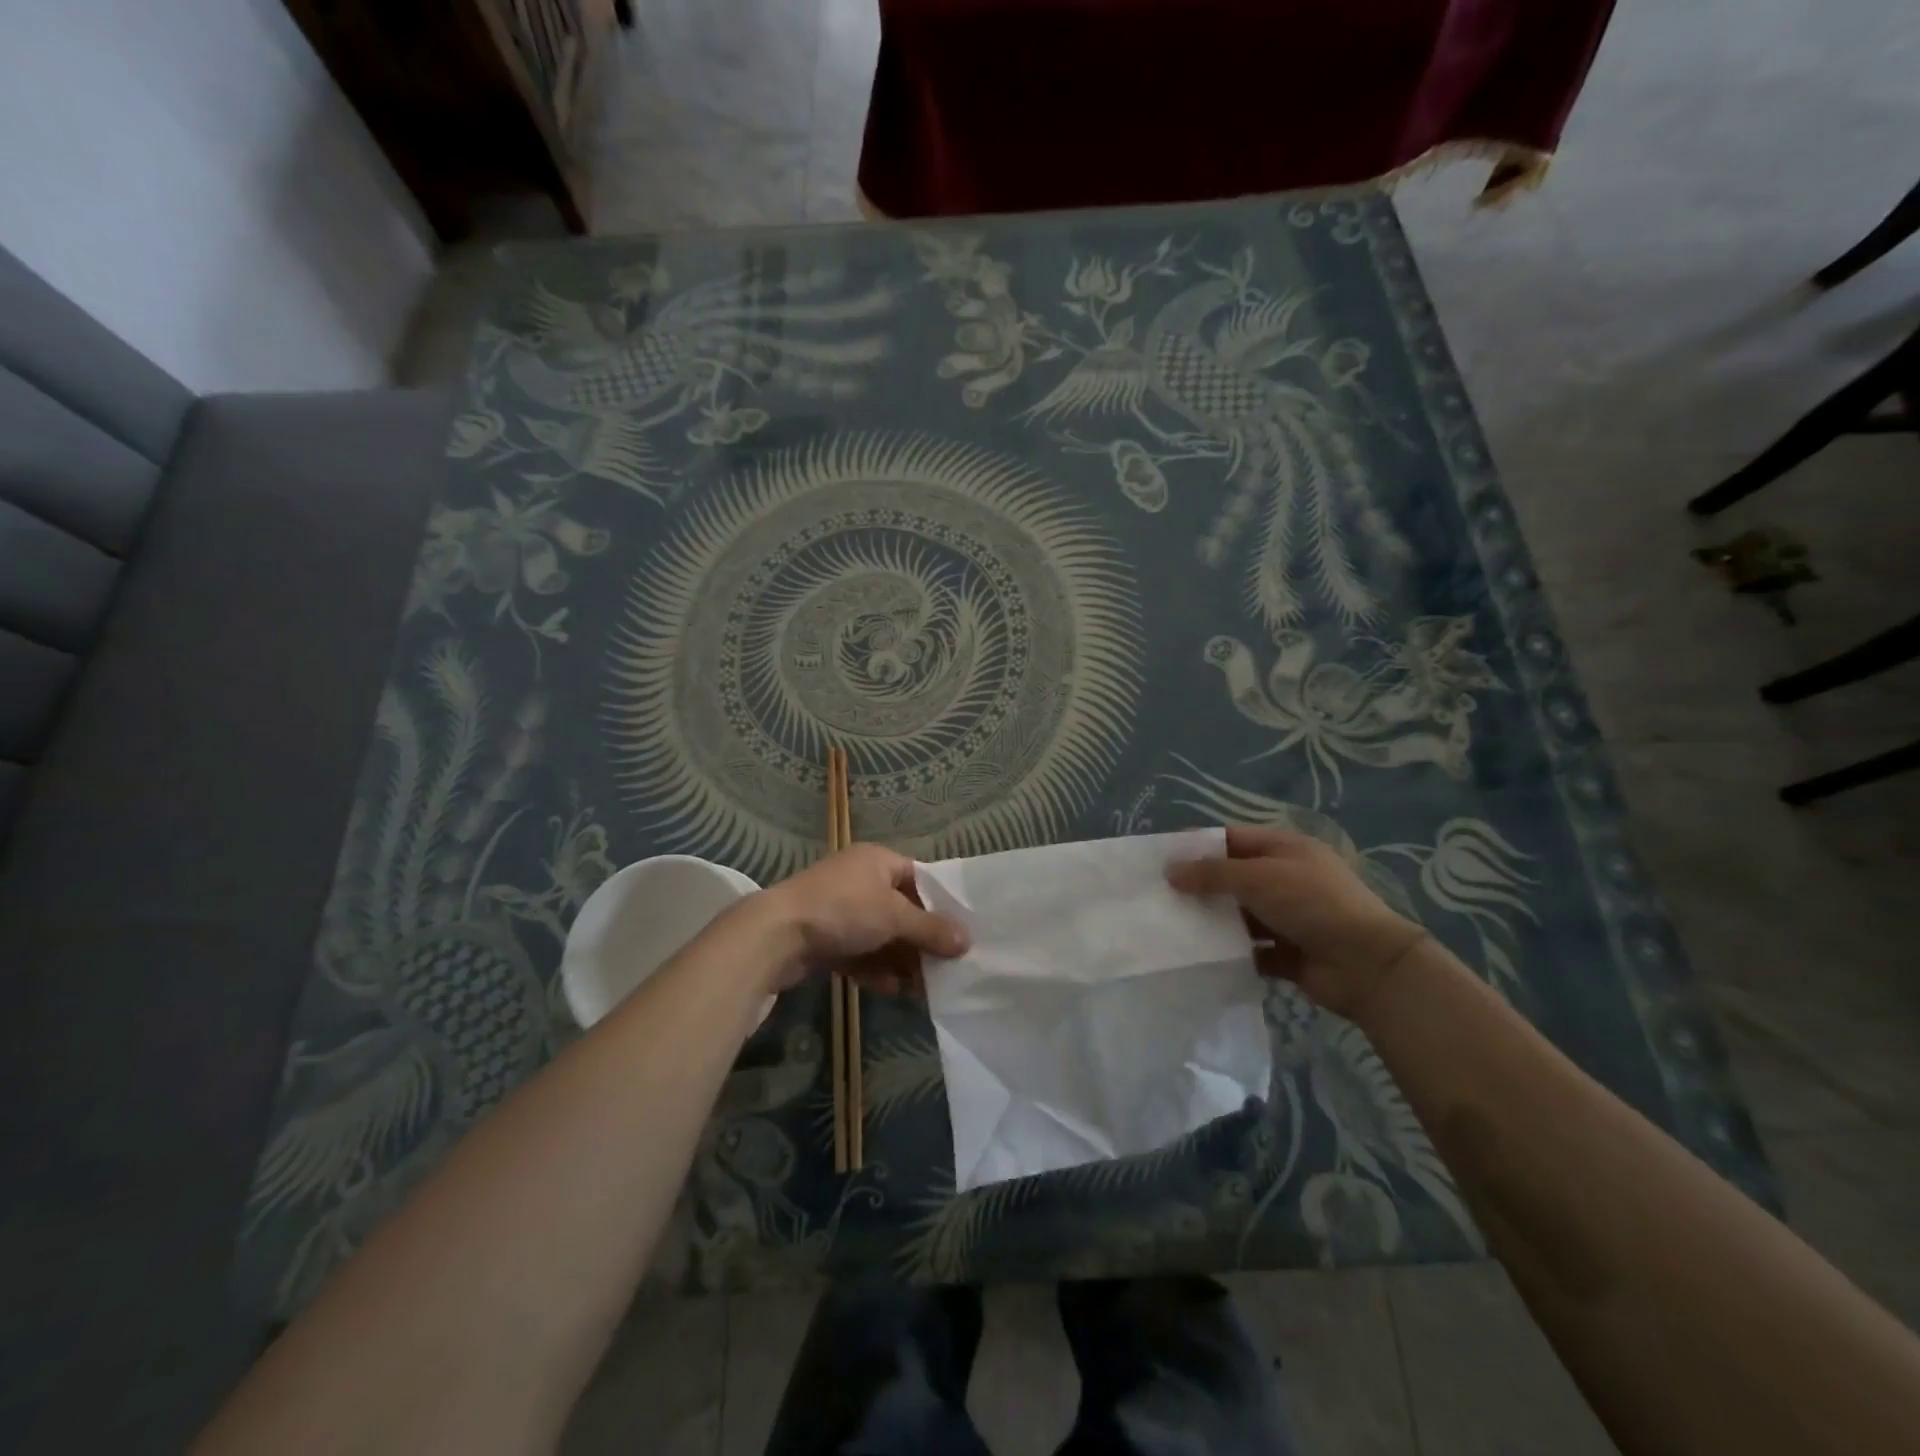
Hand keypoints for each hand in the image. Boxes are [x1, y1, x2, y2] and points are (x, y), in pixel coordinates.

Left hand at [752, 843, 968, 994]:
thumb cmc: (843, 911)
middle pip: (900, 910)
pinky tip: (892, 991)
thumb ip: (931, 929)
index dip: (938, 903)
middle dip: (920, 940)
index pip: (917, 877)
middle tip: (944, 967)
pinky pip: (858, 953)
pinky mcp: (822, 938)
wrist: (776, 936)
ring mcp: (838, 909)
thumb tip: (967, 941)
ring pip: (879, 935)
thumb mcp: (894, 917)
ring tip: (922, 988)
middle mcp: (858, 880)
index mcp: (876, 860)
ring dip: (900, 960)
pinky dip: (875, 970)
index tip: (958, 932)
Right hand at [1167, 825, 1427, 1021]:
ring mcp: (1287, 917)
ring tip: (1171, 926)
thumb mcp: (1259, 877)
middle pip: (1233, 877)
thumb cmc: (1312, 904)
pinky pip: (1250, 949)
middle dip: (1199, 885)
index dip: (1197, 845)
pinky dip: (1229, 952)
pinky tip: (1200, 956)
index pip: (1231, 838)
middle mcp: (1285, 879)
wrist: (1368, 966)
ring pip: (1239, 914)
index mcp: (1284, 849)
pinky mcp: (1287, 953)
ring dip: (1212, 920)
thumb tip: (1170, 871)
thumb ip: (1212, 873)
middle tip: (1159, 894)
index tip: (1161, 857)